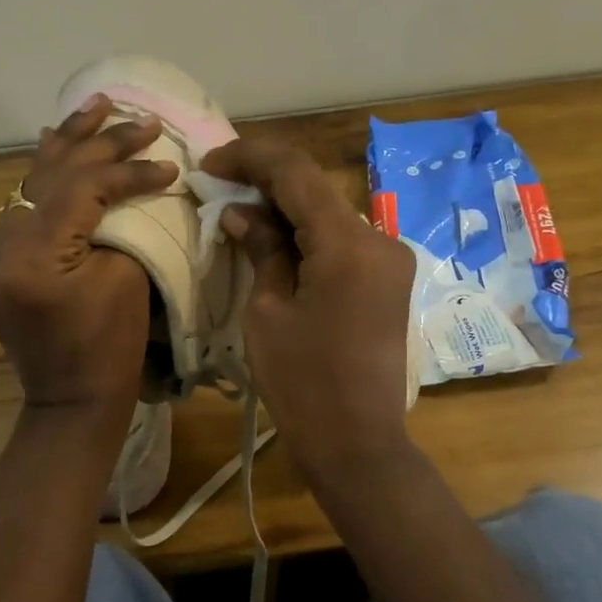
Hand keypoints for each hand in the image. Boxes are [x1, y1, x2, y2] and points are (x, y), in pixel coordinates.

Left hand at [0, 95, 177, 411]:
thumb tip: (128, 185)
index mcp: (32, 258)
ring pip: (30, 185)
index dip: (127, 169)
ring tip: (95, 106)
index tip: (167, 160)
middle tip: (135, 115)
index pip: (82, 189)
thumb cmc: (111, 348)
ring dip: (66, 146)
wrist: (71, 400)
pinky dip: (45, 178)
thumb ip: (120, 222)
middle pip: (50, 177)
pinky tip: (55, 143)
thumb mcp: (127, 279)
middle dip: (98, 143)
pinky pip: (21, 208)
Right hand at [201, 137, 416, 482]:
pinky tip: (277, 243)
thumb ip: (260, 248)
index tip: (210, 166)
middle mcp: (380, 238)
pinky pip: (344, 240)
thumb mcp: (268, 311)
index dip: (249, 159)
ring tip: (240, 217)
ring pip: (330, 212)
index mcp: (348, 243)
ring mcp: (391, 258)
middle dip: (265, 183)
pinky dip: (309, 234)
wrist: (357, 442)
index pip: (295, 172)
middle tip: (219, 189)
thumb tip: (240, 212)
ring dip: (286, 209)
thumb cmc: (302, 383)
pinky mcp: (390, 279)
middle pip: (315, 189)